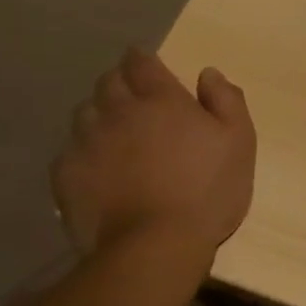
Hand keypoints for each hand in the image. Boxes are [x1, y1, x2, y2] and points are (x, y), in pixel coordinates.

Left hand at [51, 47, 255, 254]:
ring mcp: (86, 142)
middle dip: (120, 83)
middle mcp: (117, 111)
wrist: (155, 245)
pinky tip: (97, 168)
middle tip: (135, 99)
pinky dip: (83, 151)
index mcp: (160, 99)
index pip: (140, 62)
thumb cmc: (207, 190)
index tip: (146, 64)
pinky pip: (69, 150)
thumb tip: (208, 74)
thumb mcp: (239, 141)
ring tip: (114, 133)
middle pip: (108, 82)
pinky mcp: (66, 175)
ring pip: (84, 113)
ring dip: (99, 114)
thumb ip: (226, 100)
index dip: (142, 59)